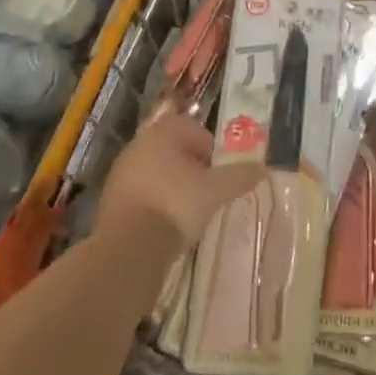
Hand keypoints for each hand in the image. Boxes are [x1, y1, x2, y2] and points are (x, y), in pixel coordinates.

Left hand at [97, 108, 266, 253]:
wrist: (128, 247)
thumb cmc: (176, 204)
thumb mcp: (216, 190)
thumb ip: (241, 176)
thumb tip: (264, 168)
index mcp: (162, 133)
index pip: (191, 127)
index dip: (209, 147)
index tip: (219, 170)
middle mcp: (138, 145)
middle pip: (172, 149)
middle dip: (191, 166)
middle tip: (208, 189)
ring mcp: (120, 173)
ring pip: (155, 171)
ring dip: (173, 185)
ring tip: (189, 210)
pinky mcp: (110, 201)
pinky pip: (141, 194)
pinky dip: (156, 203)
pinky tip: (167, 224)